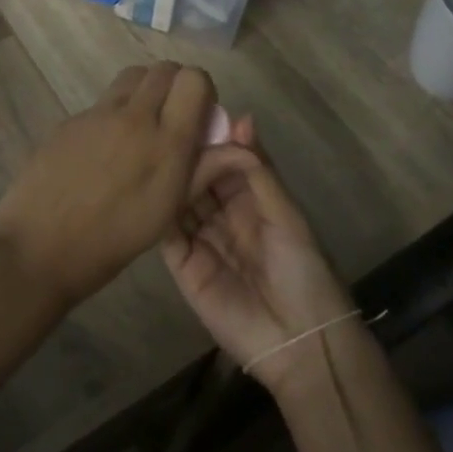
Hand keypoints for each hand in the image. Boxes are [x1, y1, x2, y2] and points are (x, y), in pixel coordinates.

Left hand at [0, 62, 215, 307]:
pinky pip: (102, 102)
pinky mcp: (69, 120)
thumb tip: (240, 147)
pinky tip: (102, 152)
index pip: (194, 79)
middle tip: (171, 118)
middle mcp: (134, 117)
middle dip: (175, 85)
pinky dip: (113, 113)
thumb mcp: (167, 211)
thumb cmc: (111, 242)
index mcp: (166, 142)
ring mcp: (96, 115)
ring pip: (131, 77)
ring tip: (139, 129)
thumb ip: (203, 170)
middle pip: (163, 69)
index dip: (202, 91)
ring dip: (144, 91)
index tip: (198, 117)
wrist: (38, 250)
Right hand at [161, 118, 355, 392]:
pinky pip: (167, 233)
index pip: (226, 162)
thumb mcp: (286, 213)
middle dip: (189, 157)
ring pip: (181, 201)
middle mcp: (224, 216)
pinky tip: (150, 188)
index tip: (193, 113)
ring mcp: (202, 240)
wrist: (298, 339)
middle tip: (169, 132)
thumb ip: (257, 170)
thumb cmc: (302, 269)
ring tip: (157, 152)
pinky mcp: (183, 266)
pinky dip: (159, 212)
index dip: (213, 140)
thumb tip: (240, 117)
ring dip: (172, 180)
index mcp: (253, 200)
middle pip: (200, 179)